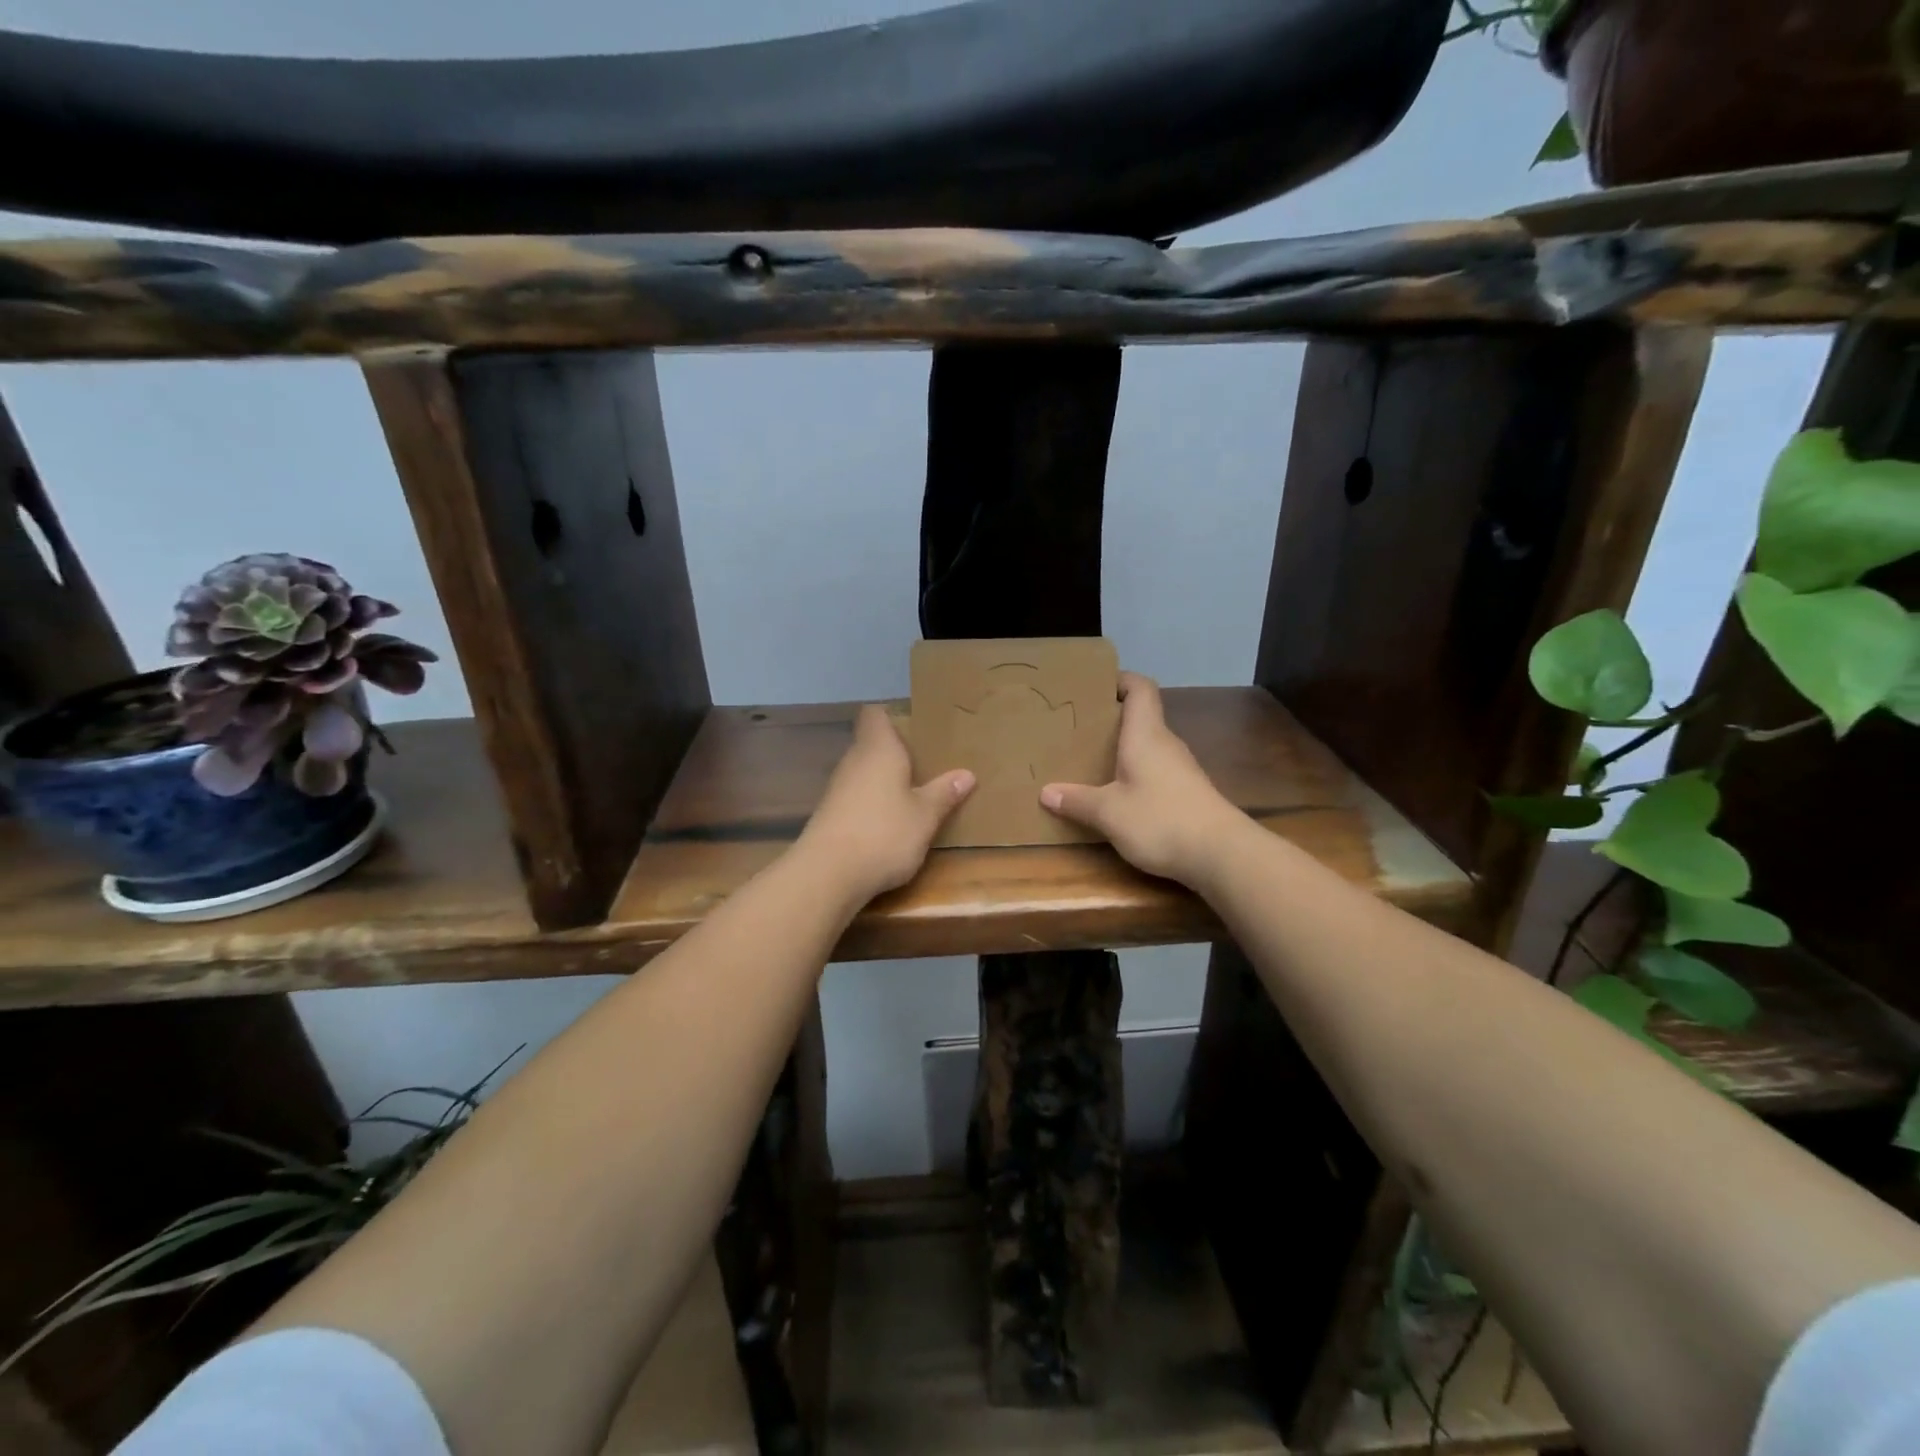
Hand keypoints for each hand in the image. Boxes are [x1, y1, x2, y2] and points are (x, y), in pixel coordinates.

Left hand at [798, 705, 974, 904]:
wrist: (828, 874)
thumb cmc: (884, 833)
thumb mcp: (925, 816)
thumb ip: (944, 793)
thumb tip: (967, 774)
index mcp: (878, 749)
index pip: (875, 714)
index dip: (893, 716)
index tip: (917, 726)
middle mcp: (854, 761)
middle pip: (872, 743)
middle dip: (896, 752)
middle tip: (928, 762)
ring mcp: (838, 789)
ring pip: (865, 772)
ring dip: (885, 780)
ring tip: (915, 792)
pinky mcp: (830, 815)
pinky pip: (857, 797)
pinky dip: (873, 803)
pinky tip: (891, 821)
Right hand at [1041, 673, 1243, 885]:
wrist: (1221, 854)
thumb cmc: (1160, 819)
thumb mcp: (1109, 813)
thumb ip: (1077, 801)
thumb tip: (1046, 792)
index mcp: (1146, 735)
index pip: (1139, 688)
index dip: (1119, 680)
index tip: (1093, 687)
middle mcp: (1165, 744)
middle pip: (1141, 717)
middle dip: (1110, 720)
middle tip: (1077, 729)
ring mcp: (1181, 769)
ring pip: (1147, 746)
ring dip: (1122, 750)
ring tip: (1090, 761)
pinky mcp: (1188, 793)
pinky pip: (1155, 771)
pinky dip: (1135, 774)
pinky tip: (1118, 794)